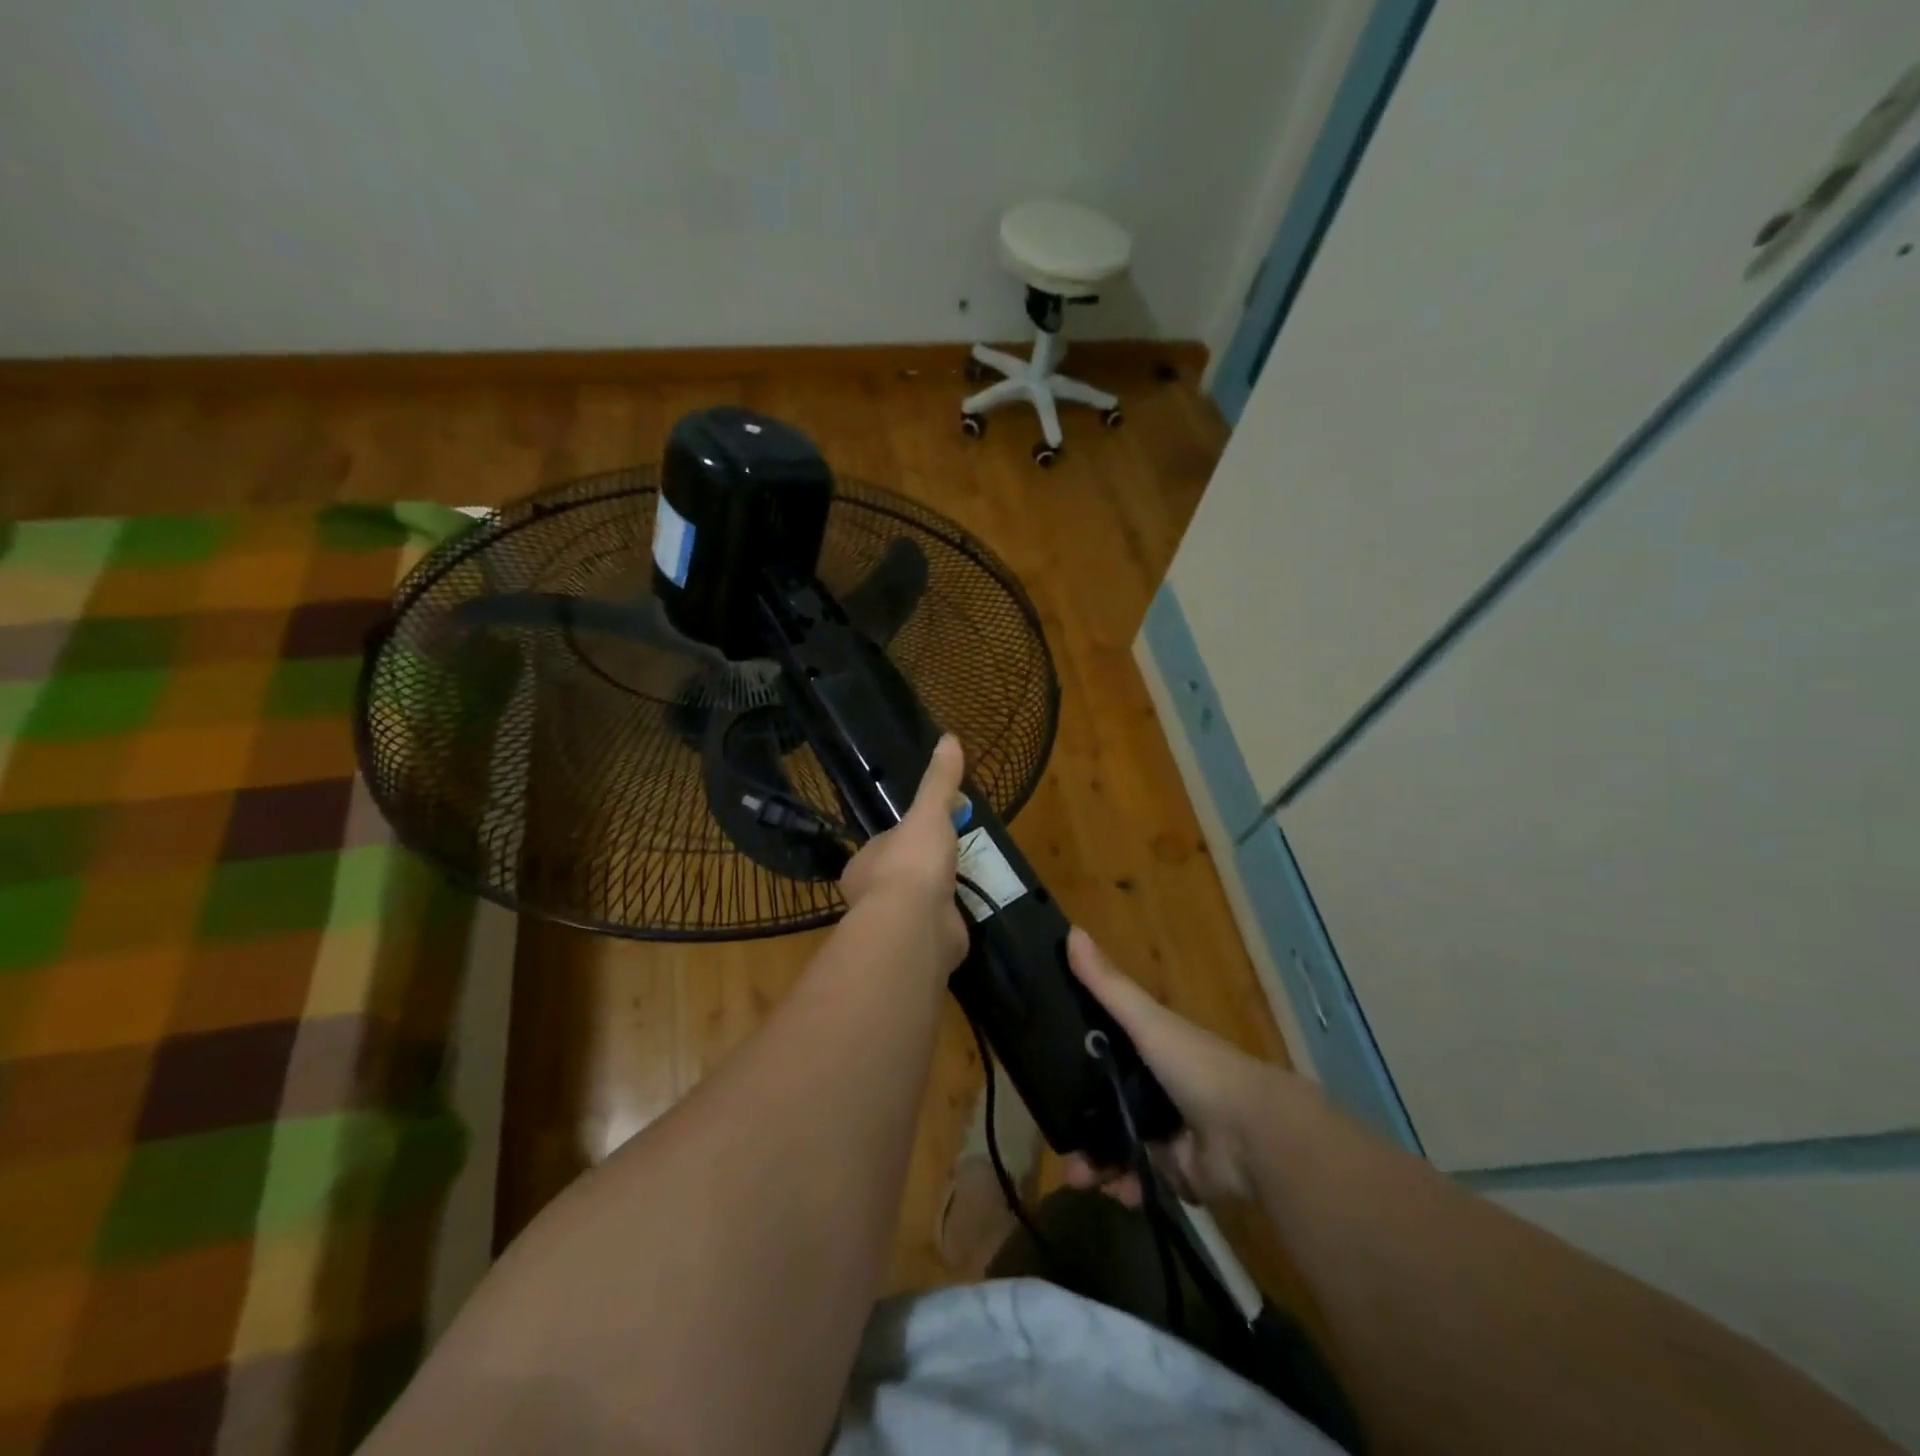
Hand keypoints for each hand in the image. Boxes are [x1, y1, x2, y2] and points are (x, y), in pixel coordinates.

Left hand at [838, 734, 969, 971]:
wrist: (916, 925)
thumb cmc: (913, 862)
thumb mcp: (928, 813)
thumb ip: (939, 781)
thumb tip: (949, 738)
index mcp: (864, 864)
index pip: (885, 845)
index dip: (908, 836)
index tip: (933, 829)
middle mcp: (872, 897)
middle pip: (900, 875)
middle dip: (923, 869)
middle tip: (954, 856)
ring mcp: (896, 926)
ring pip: (916, 906)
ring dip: (937, 897)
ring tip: (965, 884)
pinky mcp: (919, 948)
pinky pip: (935, 930)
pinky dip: (949, 922)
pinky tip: (966, 914)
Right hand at [1063, 928, 1289, 1204]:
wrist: (1252, 1136)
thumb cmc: (1196, 1067)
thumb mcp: (1147, 1021)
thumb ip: (1108, 985)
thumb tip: (1071, 932)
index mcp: (1152, 1050)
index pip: (1104, 1050)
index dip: (1075, 1061)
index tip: (1044, 1074)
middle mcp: (1158, 1088)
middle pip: (1107, 1104)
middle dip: (1081, 1125)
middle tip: (1058, 1143)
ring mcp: (1169, 1132)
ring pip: (1119, 1146)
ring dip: (1097, 1163)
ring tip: (1080, 1179)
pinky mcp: (1178, 1173)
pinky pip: (1142, 1181)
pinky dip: (1127, 1187)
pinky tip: (1116, 1191)